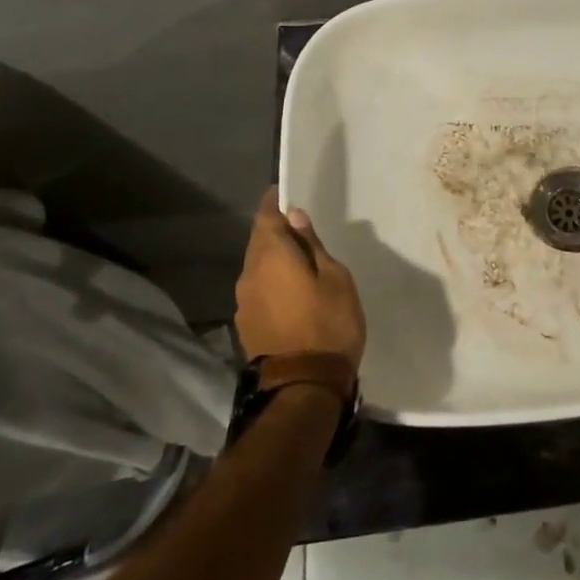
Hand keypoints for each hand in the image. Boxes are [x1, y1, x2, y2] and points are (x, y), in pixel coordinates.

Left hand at [235, 189, 365, 370]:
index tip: (284, 193)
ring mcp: (244, 302)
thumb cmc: (328, 324)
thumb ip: (313, 246)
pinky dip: (271, 282)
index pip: (266, 217)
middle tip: (299, 226)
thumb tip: (296, 218)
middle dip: (275, 231)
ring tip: (298, 260)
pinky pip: (258, 290)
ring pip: (256, 267)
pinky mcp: (246, 325)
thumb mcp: (335, 278)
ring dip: (273, 259)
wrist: (303, 387)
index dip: (274, 203)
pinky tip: (290, 290)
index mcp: (271, 256)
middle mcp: (249, 274)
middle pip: (258, 242)